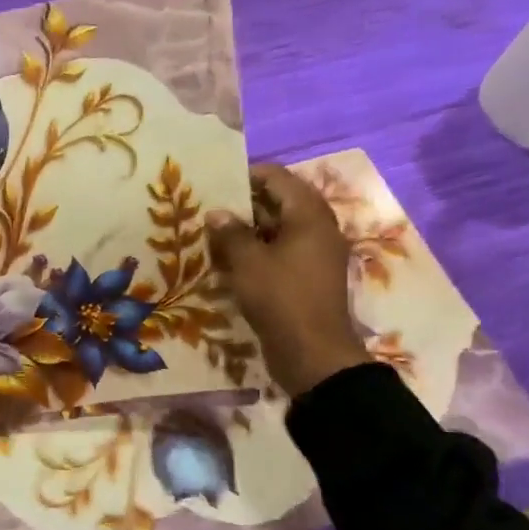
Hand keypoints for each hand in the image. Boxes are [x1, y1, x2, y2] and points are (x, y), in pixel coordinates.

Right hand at [207, 163, 369, 398]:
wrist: (312, 354)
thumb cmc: (281, 298)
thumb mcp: (248, 262)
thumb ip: (231, 233)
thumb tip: (217, 213)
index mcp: (309, 216)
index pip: (278, 178)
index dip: (247, 176)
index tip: (216, 184)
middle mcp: (318, 229)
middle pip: (280, 203)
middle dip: (244, 204)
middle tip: (210, 209)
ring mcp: (315, 255)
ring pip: (278, 230)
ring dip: (248, 230)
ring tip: (213, 234)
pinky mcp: (307, 277)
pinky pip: (281, 252)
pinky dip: (258, 251)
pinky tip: (229, 260)